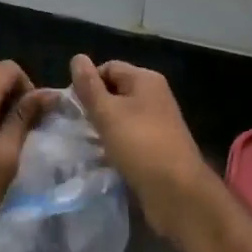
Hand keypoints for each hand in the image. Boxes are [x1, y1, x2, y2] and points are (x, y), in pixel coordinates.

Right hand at [70, 55, 217, 241]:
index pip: (109, 68)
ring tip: (86, 143)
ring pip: (122, 116)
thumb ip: (89, 86)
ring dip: (104, 127)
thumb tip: (77, 57)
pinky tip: (103, 158)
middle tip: (76, 126)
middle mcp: (154, 96)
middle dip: (95, 106)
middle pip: (116, 91)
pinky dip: (116, 144)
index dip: (88, 83)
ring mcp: (158, 123)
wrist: (178, 194)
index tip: (72, 106)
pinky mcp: (158, 147)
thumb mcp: (108, 113)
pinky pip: (130, 137)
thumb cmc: (140, 145)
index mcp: (146, 79)